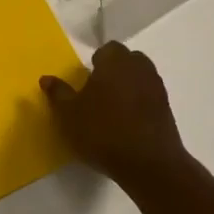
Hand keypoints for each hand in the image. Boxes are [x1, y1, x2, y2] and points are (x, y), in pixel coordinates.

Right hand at [41, 42, 188, 187]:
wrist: (148, 164)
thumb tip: (46, 78)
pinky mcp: (167, 110)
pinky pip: (149, 97)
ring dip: (128, 86)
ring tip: (111, 108)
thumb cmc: (102, 131)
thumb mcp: (69, 114)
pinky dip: (139, 103)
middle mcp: (139, 69)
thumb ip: (58, 93)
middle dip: (115, 70)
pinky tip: (126, 122)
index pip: (108, 49)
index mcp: (115, 62)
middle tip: (98, 90)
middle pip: (128, 60)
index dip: (97, 61)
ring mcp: (157, 89)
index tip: (87, 78)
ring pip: (141, 77)